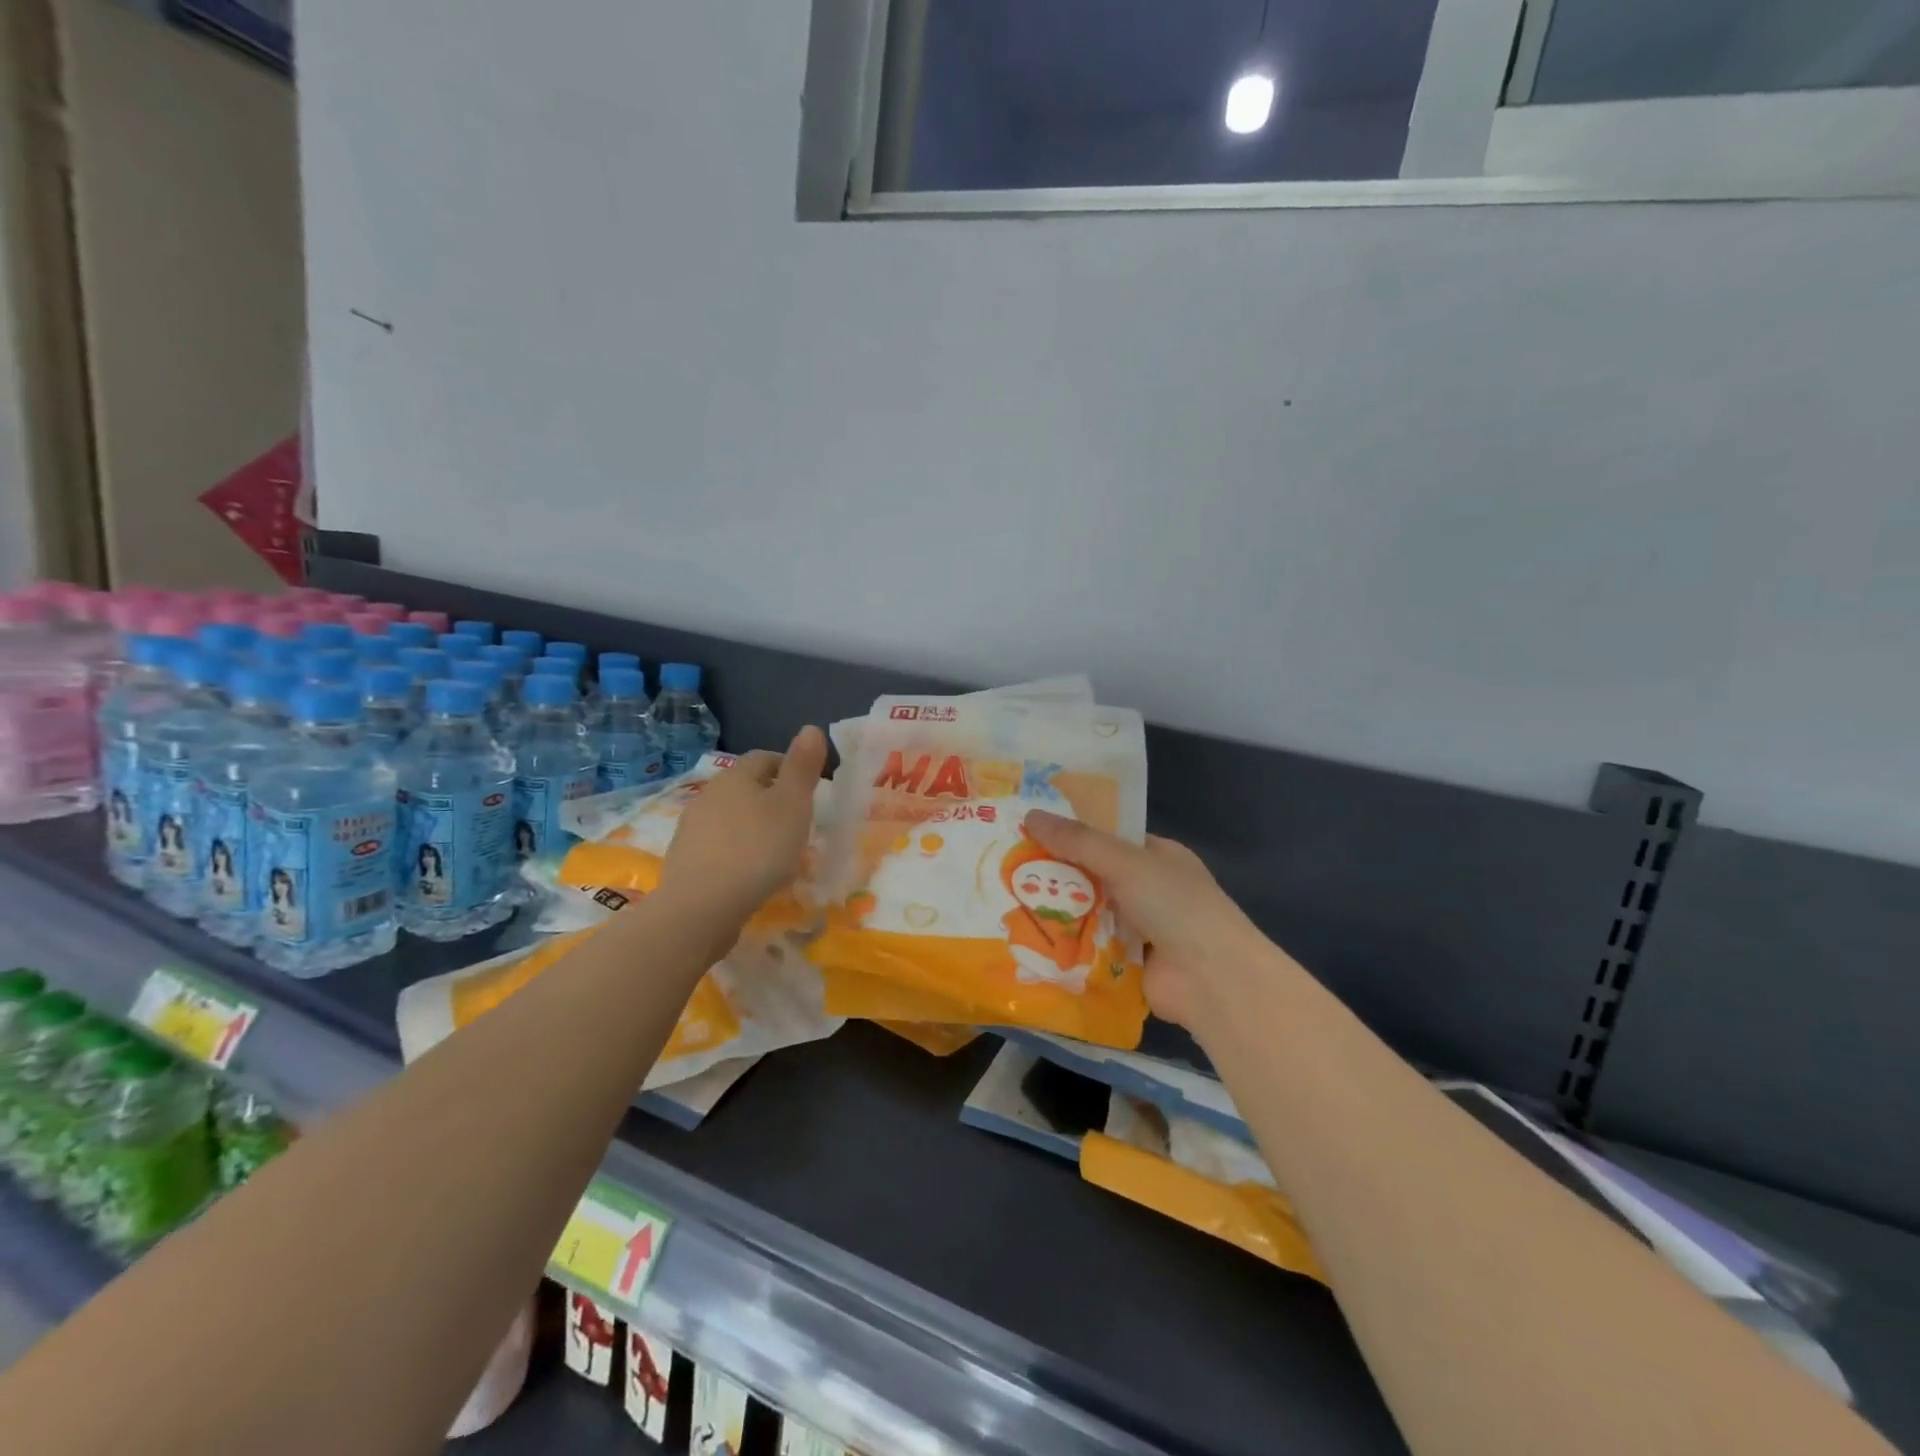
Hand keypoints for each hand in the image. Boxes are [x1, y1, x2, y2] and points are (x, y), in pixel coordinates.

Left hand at [657, 727, 826, 934]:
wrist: (701, 908)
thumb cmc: (757, 850)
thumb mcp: (793, 804)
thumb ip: (803, 766)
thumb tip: (810, 728)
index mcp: (736, 776)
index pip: (765, 757)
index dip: (790, 767)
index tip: (811, 790)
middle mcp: (709, 794)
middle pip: (746, 787)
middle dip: (772, 798)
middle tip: (798, 821)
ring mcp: (692, 828)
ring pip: (731, 817)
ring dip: (753, 826)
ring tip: (777, 851)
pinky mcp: (685, 860)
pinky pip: (719, 846)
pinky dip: (737, 851)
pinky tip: (750, 873)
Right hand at [1024, 810, 1282, 1030]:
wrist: (1210, 979)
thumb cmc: (1174, 904)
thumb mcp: (1125, 862)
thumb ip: (1078, 841)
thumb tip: (1029, 815)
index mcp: (1158, 856)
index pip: (1108, 838)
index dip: (1071, 833)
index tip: (1029, 831)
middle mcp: (1149, 889)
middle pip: (1094, 876)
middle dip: (1057, 874)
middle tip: (1008, 867)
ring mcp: (1139, 928)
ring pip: (1088, 913)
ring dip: (1058, 911)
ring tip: (1006, 901)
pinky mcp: (1127, 963)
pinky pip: (1089, 948)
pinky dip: (1066, 945)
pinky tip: (1026, 939)